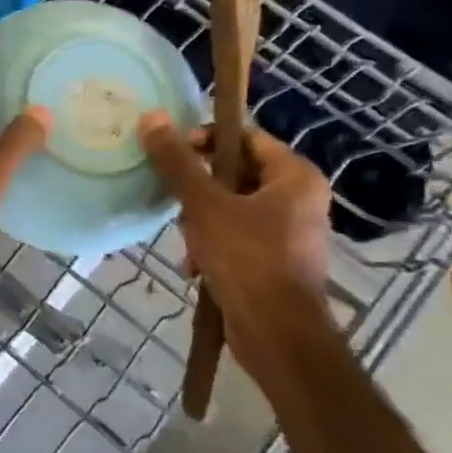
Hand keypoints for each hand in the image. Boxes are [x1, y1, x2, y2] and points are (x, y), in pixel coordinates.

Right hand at [138, 111, 332, 328]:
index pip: (244, 137)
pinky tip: (194, 264)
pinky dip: (213, 244)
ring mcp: (290, 231)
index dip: (205, 139)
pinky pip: (238, 236)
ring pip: (231, 206)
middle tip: (176, 201)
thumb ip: (177, 162)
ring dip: (200, 220)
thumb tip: (151, 118)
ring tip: (185, 240)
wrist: (277, 335)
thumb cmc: (247, 259)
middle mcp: (300, 198)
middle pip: (235, 172)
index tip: (174, 156)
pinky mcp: (276, 259)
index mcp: (295, 176)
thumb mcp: (203, 205)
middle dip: (198, 189)